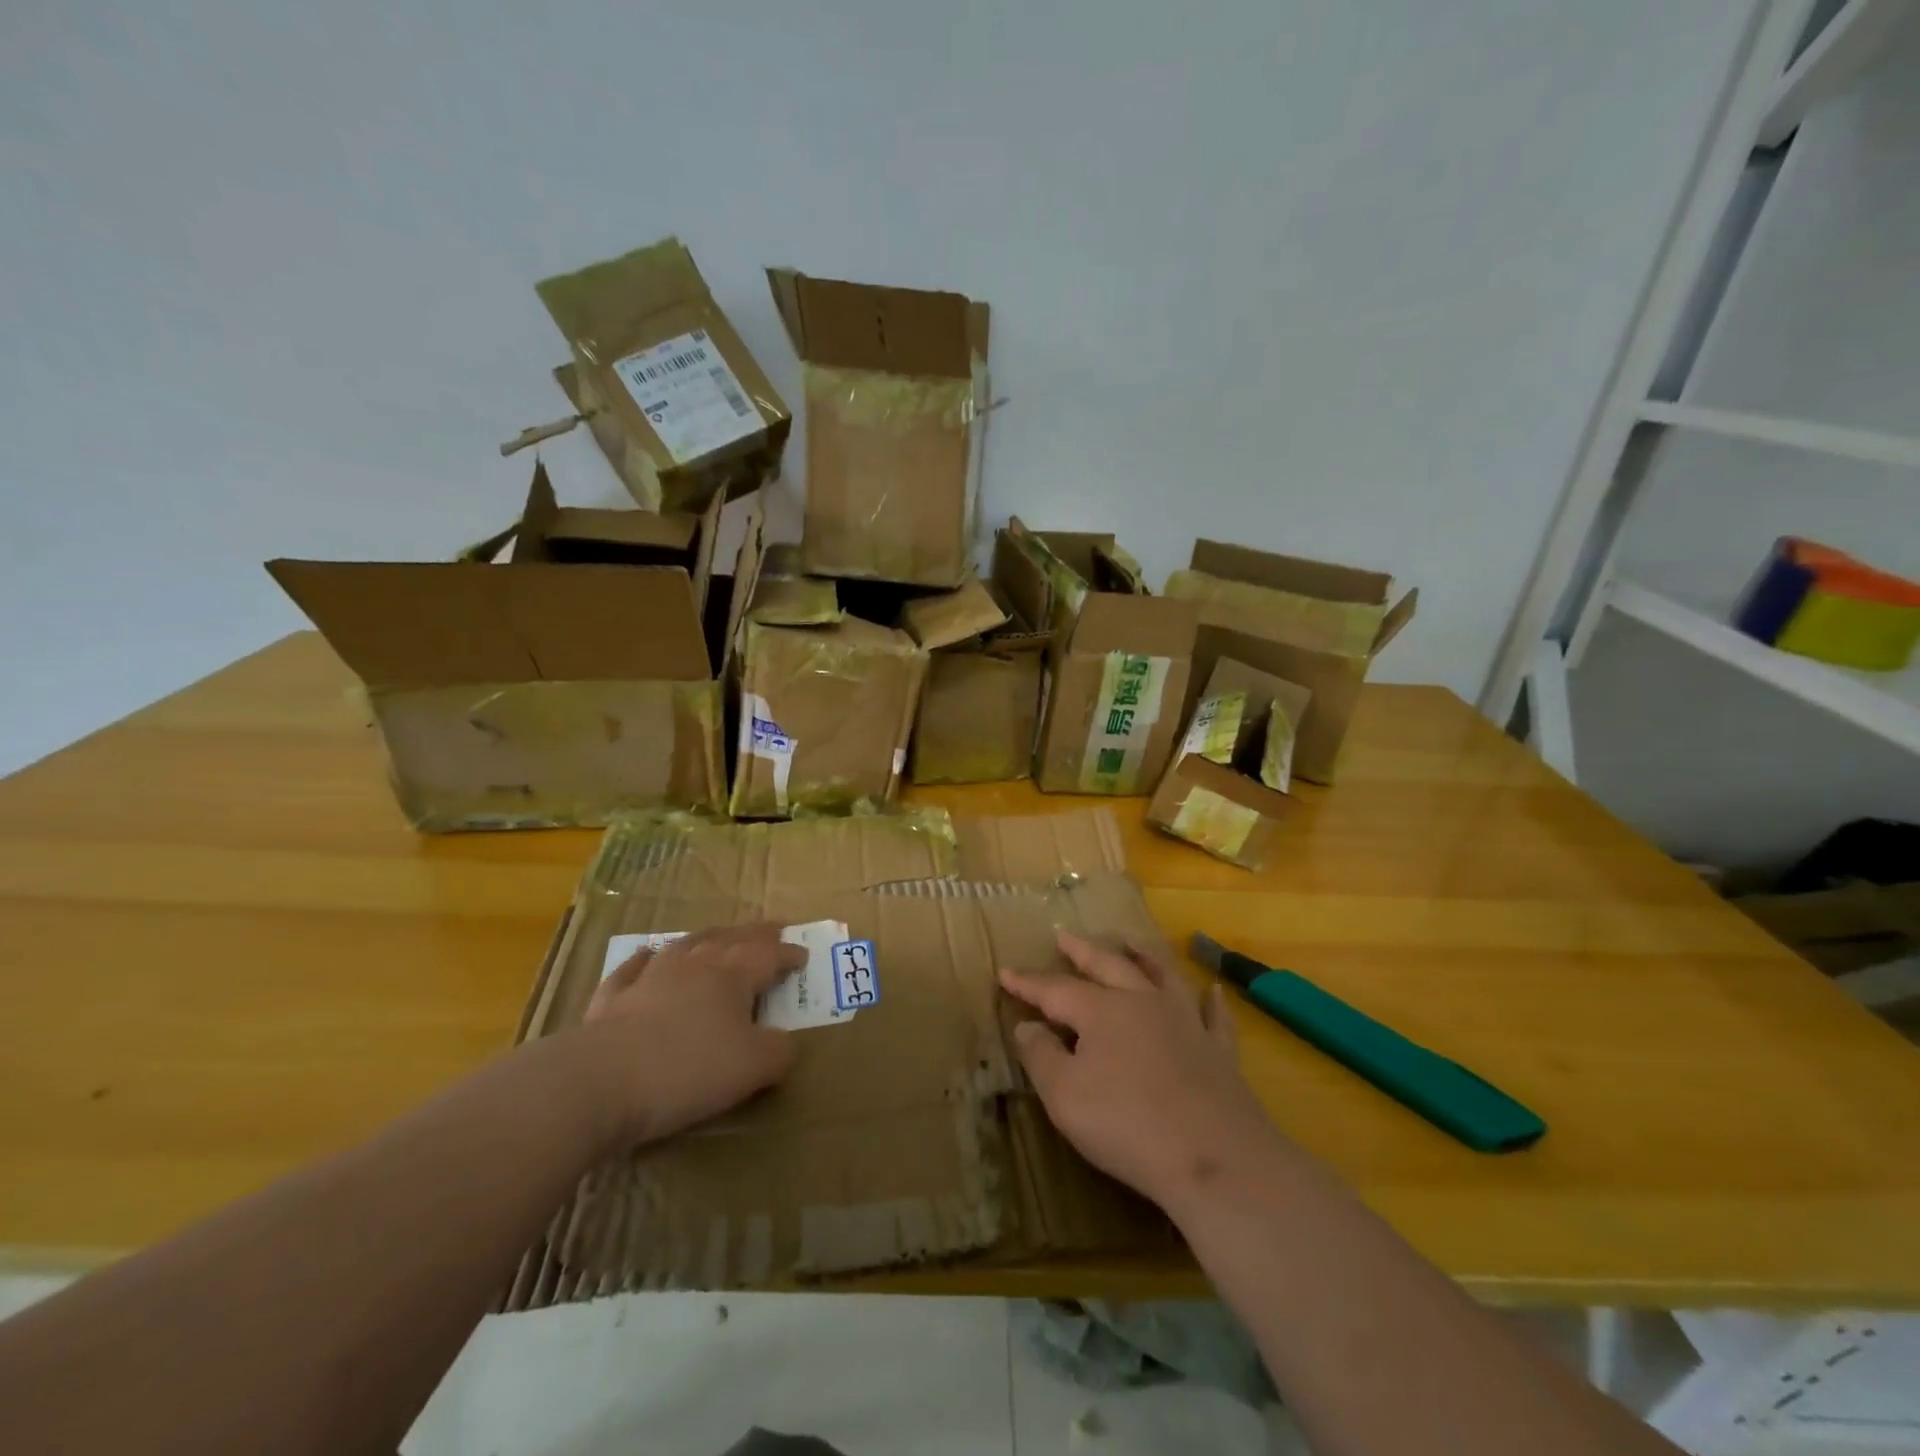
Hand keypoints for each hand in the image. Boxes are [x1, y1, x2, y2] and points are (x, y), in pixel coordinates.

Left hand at [580, 923, 802, 1146]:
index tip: (803, 956)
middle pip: (731, 939)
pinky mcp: (612, 999)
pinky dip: (645, 960)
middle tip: (772, 926)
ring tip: (719, 934)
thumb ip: (778, 1052)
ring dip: (707, 937)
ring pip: (686, 945)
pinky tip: (647, 956)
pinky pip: (633, 968)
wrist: (601, 1081)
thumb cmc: (688, 1069)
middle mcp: (694, 965)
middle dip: (755, 933)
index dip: (788, 954)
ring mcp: (650, 977)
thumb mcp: (753, 1068)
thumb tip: (785, 1043)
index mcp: (732, 975)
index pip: (769, 955)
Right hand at [999, 929, 1282, 1217]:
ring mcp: (1185, 1022)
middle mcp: (1142, 1003)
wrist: (1214, 1158)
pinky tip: (1214, 990)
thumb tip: (1027, 1026)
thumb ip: (1040, 1056)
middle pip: (1108, 966)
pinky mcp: (1218, 1051)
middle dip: (1082, 951)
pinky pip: (1214, 1017)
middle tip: (1065, 936)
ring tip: (1132, 940)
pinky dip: (1212, 1002)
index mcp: (1101, 1011)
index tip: (1005, 972)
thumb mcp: (1064, 1096)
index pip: (1055, 990)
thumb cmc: (1127, 1125)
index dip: (1028, 983)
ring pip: (1163, 976)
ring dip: (1145, 955)